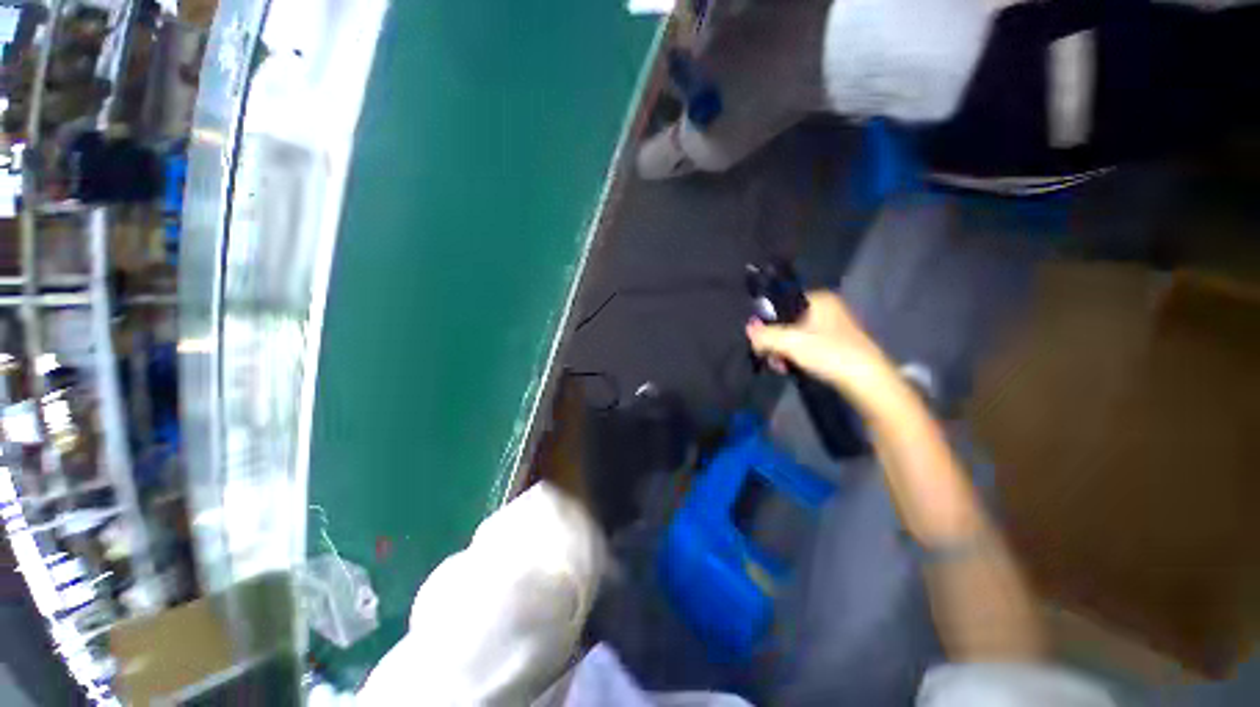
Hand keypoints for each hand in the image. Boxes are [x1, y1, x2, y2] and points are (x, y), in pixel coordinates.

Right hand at [745, 291, 899, 409]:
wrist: (867, 381)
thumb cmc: (829, 354)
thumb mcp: (791, 343)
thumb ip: (766, 335)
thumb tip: (748, 329)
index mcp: (819, 300)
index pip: (781, 303)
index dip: (767, 322)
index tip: (760, 341)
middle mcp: (827, 309)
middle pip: (787, 321)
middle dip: (774, 341)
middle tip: (771, 358)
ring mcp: (832, 327)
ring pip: (795, 335)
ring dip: (782, 351)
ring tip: (780, 367)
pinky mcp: (836, 345)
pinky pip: (806, 345)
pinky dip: (796, 356)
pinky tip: (790, 368)